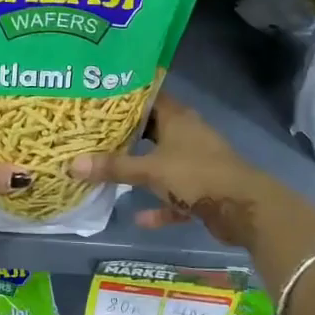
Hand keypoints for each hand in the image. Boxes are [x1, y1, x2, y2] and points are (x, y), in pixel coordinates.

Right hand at [70, 93, 294, 247]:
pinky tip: (140, 217)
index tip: (98, 99)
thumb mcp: (150, 170)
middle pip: (153, 129)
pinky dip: (160, 205)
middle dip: (127, 135)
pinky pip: (175, 195)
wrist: (244, 209)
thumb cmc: (196, 175)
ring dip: (142, 170)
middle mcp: (187, 134)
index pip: (148, 97)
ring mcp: (197, 162)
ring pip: (163, 162)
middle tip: (94, 135)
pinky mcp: (204, 189)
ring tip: (110, 171)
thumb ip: (113, 167)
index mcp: (177, 118)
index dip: (125, 97)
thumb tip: (70, 164)